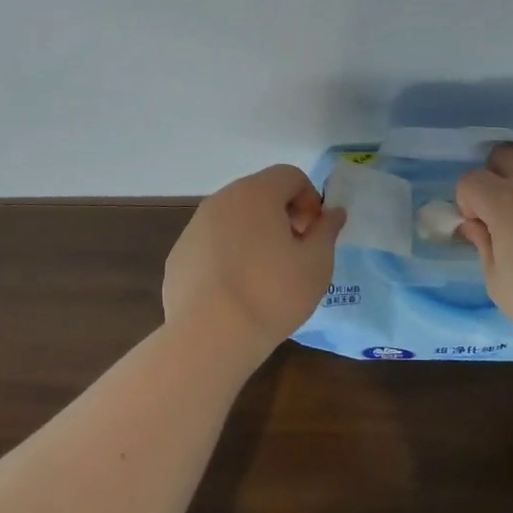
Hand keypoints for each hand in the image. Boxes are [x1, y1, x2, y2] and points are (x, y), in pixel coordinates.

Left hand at [163, 165, 346, 359]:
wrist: (209, 337)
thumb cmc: (272, 294)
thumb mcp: (316, 263)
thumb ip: (327, 231)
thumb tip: (333, 213)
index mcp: (257, 193)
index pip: (290, 175)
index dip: (310, 200)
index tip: (313, 235)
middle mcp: (221, 200)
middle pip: (260, 193)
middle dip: (282, 215)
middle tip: (294, 252)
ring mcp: (194, 227)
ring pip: (234, 218)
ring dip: (254, 234)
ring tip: (265, 275)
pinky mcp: (179, 254)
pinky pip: (212, 243)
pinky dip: (228, 254)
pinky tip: (235, 290)